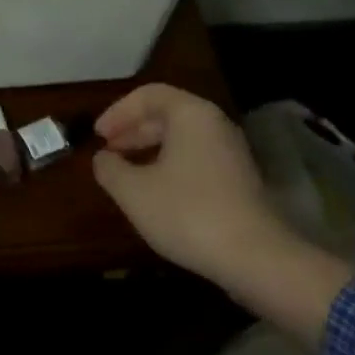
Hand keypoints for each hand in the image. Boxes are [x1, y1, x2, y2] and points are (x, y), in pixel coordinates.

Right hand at [93, 84, 354, 346]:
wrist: (256, 259)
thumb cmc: (188, 213)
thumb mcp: (133, 191)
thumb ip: (109, 168)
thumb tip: (103, 158)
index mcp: (191, 114)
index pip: (148, 95)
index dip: (117, 112)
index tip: (98, 136)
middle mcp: (215, 125)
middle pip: (167, 114)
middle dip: (132, 130)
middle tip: (108, 151)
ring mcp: (232, 153)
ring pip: (182, 138)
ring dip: (150, 149)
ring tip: (126, 172)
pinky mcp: (240, 180)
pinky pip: (196, 158)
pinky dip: (170, 165)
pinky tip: (156, 192)